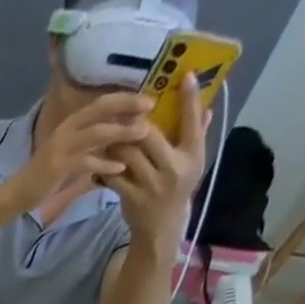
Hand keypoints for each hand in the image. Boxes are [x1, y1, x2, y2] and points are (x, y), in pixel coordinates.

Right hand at [8, 93, 152, 216]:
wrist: (19, 193)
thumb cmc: (48, 175)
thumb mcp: (73, 153)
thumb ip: (93, 144)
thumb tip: (119, 136)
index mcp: (71, 123)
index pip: (102, 102)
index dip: (125, 98)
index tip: (148, 100)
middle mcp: (67, 129)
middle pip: (101, 110)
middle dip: (127, 107)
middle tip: (151, 109)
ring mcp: (61, 147)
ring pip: (97, 133)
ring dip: (122, 132)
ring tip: (142, 134)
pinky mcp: (58, 166)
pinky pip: (87, 161)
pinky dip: (105, 164)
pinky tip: (120, 168)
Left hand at [106, 70, 207, 243]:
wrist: (160, 227)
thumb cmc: (177, 189)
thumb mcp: (193, 162)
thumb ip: (197, 134)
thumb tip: (206, 105)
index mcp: (193, 156)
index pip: (192, 121)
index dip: (190, 98)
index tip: (185, 76)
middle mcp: (173, 168)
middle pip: (150, 136)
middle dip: (134, 122)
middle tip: (122, 111)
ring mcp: (151, 184)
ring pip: (129, 154)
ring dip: (116, 142)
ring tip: (107, 134)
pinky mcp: (131, 197)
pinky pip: (114, 177)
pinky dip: (105, 168)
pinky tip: (98, 162)